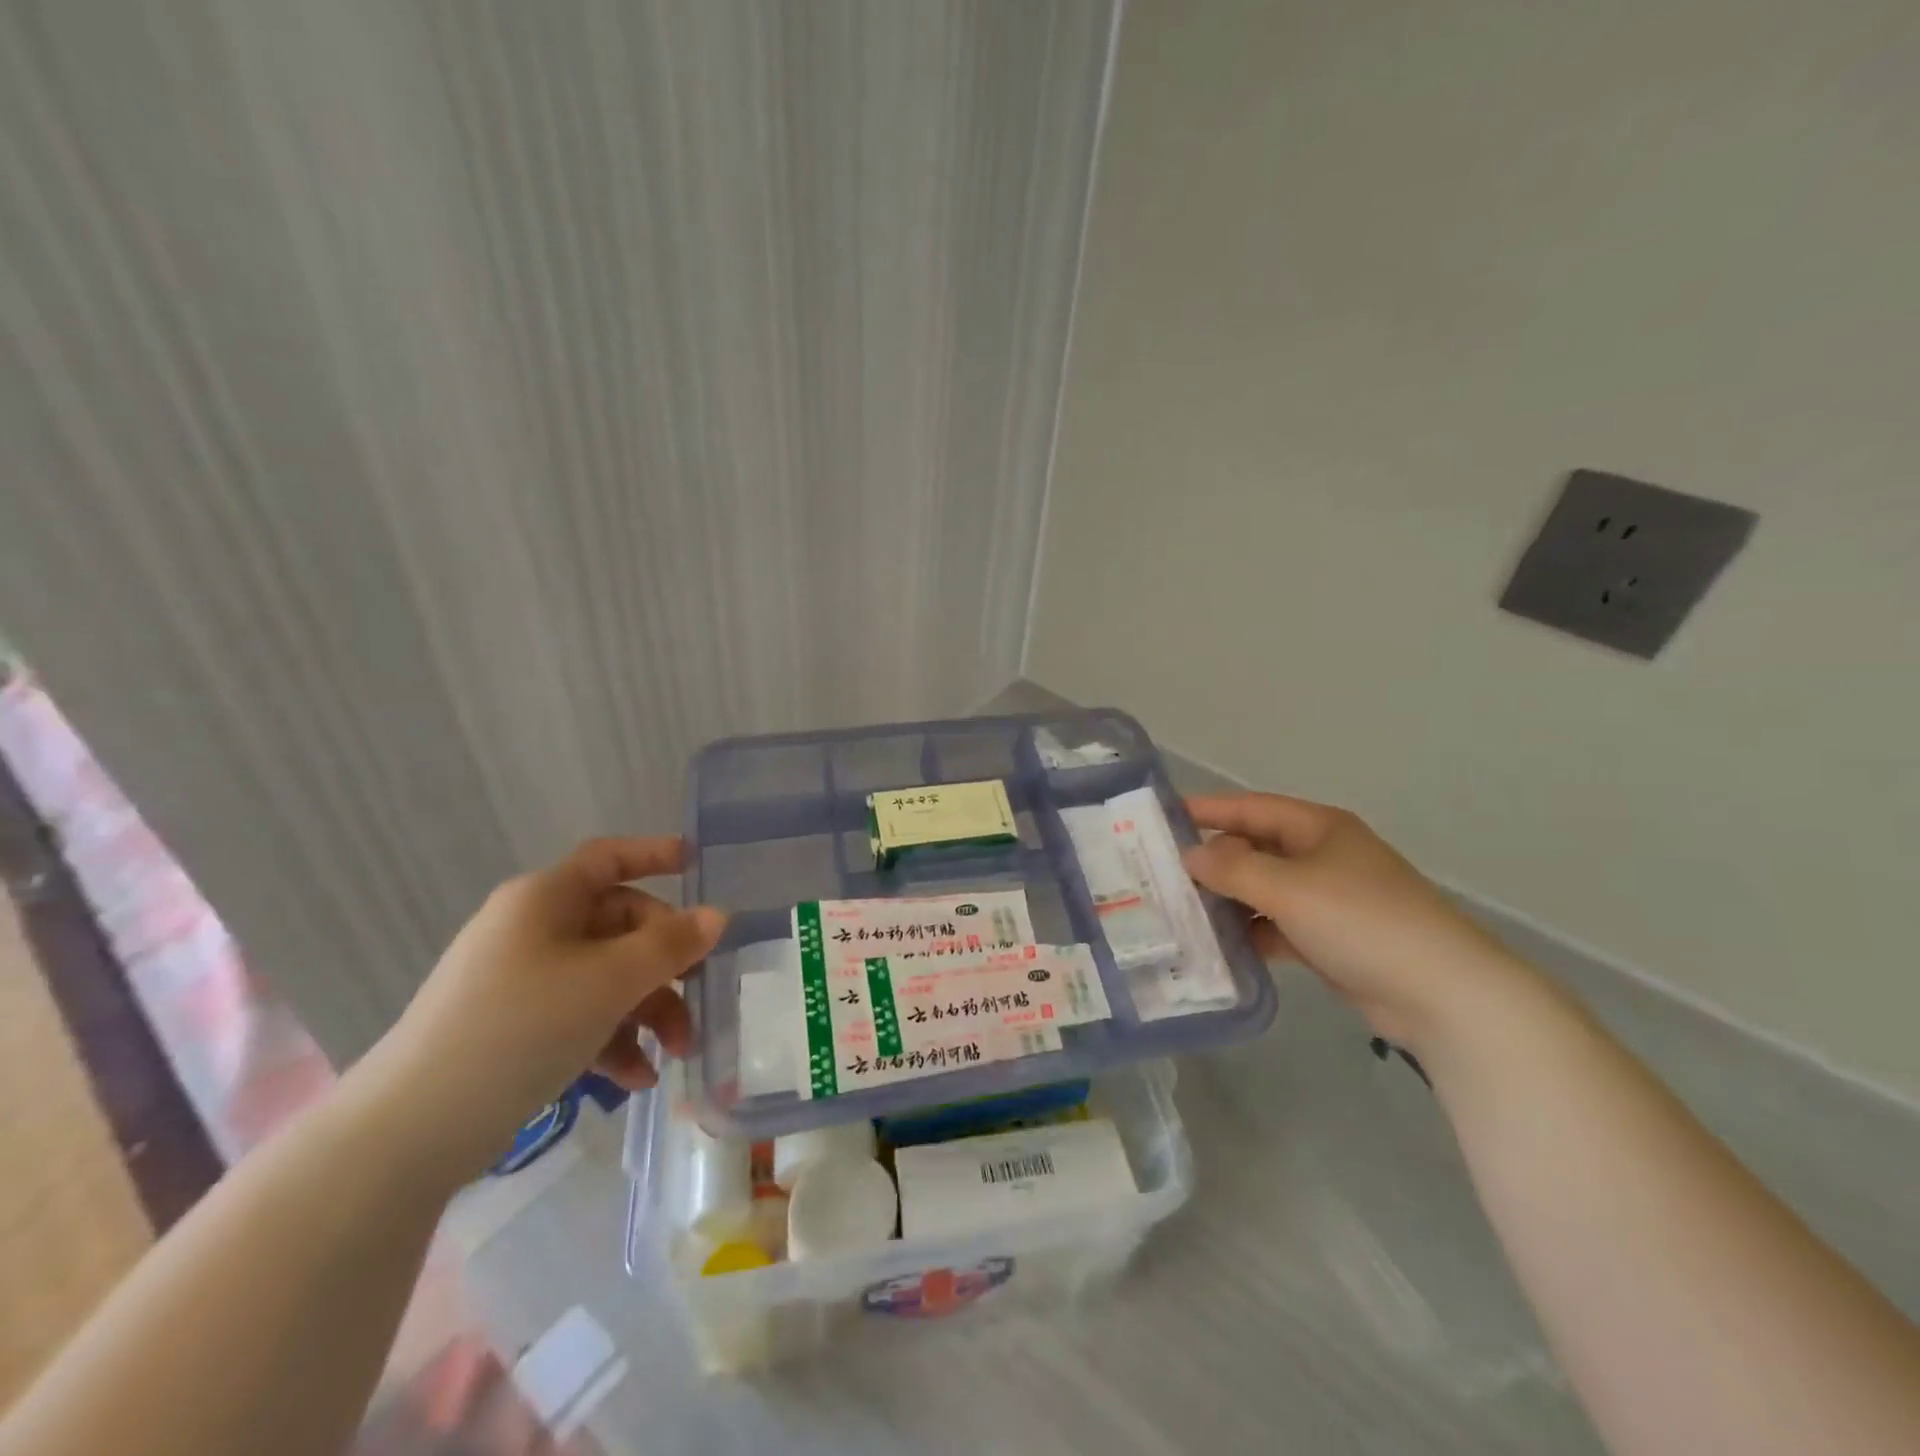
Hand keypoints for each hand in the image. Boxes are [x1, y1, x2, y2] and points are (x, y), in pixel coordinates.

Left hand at [363, 836, 725, 1181]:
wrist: (412, 1129)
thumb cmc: (521, 1027)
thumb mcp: (610, 981)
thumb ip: (671, 946)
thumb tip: (717, 916)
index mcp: (547, 899)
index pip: (609, 858)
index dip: (655, 854)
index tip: (698, 865)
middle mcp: (533, 929)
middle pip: (620, 926)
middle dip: (665, 964)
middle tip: (698, 998)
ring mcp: (521, 979)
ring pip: (606, 976)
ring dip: (647, 1009)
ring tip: (675, 1053)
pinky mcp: (513, 1027)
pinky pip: (579, 1015)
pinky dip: (612, 1039)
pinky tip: (636, 1078)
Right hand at [1183, 794, 1531, 1049]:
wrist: (1441, 993)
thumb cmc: (1362, 920)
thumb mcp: (1289, 888)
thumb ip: (1233, 869)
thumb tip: (1190, 856)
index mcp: (1317, 828)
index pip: (1249, 808)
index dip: (1206, 809)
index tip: (1160, 816)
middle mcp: (1320, 856)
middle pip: (1253, 849)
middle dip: (1211, 861)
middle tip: (1159, 873)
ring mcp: (1326, 898)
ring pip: (1262, 890)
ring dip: (1227, 901)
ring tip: (1178, 912)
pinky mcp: (1328, 938)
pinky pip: (1276, 925)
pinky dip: (1250, 933)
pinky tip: (1218, 947)